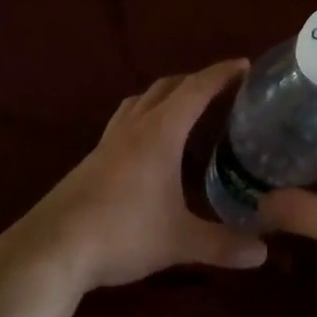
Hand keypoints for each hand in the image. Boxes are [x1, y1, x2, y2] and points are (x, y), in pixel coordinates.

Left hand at [5, 60, 268, 293]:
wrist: (53, 248)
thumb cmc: (122, 233)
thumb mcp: (179, 241)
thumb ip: (223, 244)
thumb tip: (263, 252)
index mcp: (159, 133)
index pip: (196, 90)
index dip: (221, 74)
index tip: (245, 64)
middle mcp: (134, 127)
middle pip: (166, 87)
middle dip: (195, 81)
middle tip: (222, 88)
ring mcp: (108, 141)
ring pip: (140, 100)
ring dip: (165, 95)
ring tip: (185, 107)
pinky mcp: (92, 159)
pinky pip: (124, 121)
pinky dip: (144, 116)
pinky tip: (149, 144)